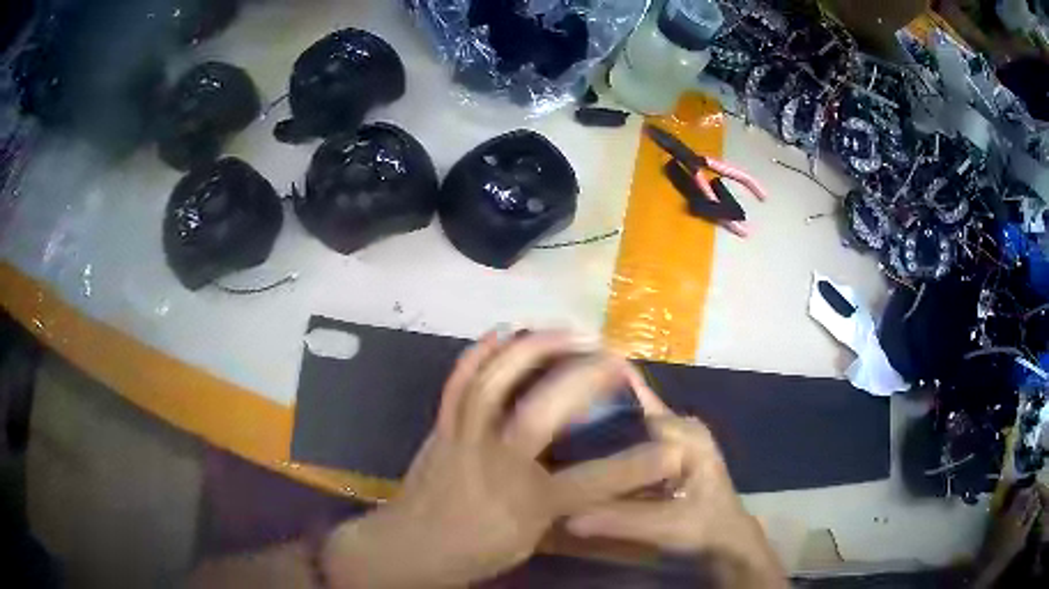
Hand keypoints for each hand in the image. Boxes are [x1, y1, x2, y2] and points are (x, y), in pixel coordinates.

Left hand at [322, 331, 680, 587]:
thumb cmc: (471, 553)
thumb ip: (561, 506)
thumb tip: (595, 481)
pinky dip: (481, 351)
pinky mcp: (443, 425)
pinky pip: (459, 381)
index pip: (593, 482)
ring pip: (496, 381)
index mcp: (523, 503)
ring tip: (570, 331)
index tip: (672, 450)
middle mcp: (495, 463)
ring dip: (535, 348)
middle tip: (615, 358)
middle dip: (584, 379)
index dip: (638, 465)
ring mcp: (464, 437)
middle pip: (540, 413)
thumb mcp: (526, 543)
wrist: (407, 546)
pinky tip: (504, 330)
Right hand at [566, 391, 786, 587]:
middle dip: (592, 408)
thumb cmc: (703, 528)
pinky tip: (580, 449)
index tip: (556, 395)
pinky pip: (634, 435)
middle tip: (546, 415)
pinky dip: (610, 439)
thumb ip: (621, 520)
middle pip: (629, 406)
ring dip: (598, 422)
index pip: (636, 403)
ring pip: (630, 419)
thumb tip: (566, 516)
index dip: (598, 396)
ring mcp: (677, 434)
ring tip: (554, 426)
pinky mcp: (670, 448)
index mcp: (685, 434)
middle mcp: (681, 425)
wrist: (726, 538)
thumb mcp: (665, 526)